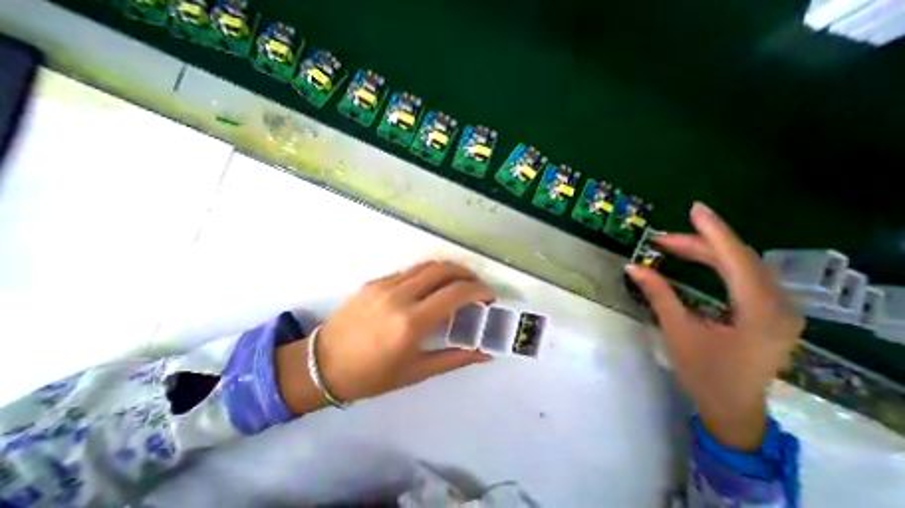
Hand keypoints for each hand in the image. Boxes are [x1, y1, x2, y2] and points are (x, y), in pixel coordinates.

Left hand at [278, 260, 493, 414]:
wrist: (322, 365)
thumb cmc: (372, 376)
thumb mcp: (418, 372)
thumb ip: (456, 358)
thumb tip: (484, 353)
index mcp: (411, 322)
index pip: (456, 293)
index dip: (479, 290)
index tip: (489, 297)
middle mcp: (399, 296)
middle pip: (443, 269)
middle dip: (467, 274)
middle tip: (476, 287)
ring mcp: (385, 285)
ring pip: (426, 266)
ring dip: (448, 271)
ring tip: (457, 284)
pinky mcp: (374, 282)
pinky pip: (409, 272)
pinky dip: (427, 275)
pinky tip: (428, 289)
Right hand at [627, 200, 801, 448]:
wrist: (731, 406)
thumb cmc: (704, 372)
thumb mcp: (677, 330)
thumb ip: (658, 294)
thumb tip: (634, 266)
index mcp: (759, 312)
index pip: (737, 260)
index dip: (715, 232)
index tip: (696, 210)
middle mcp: (778, 305)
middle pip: (740, 260)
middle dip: (701, 243)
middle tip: (663, 237)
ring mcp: (777, 308)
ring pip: (743, 266)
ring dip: (707, 252)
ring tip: (673, 244)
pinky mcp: (767, 311)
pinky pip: (743, 276)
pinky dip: (718, 263)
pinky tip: (698, 259)